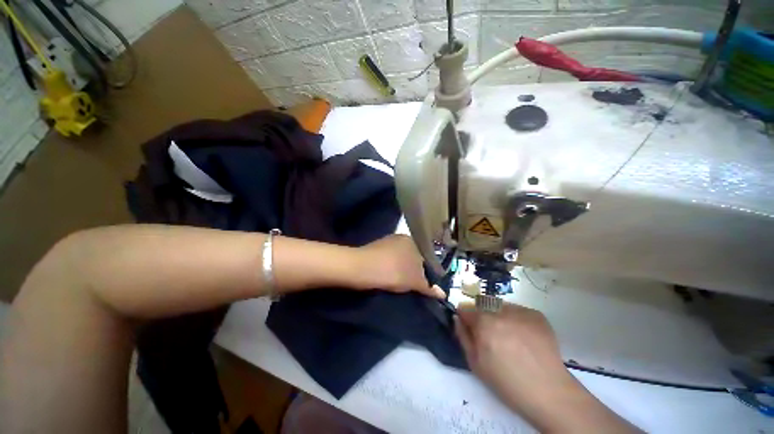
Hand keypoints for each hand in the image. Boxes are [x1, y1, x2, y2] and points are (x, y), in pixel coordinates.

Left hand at [356, 235, 445, 298]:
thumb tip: (443, 294)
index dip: (429, 271)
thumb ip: (429, 286)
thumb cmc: (392, 271)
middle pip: (414, 256)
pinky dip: (393, 267)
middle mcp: (401, 238)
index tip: (428, 283)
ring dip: (403, 269)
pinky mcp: (376, 248)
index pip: (426, 256)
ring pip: (401, 258)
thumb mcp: (414, 281)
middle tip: (416, 286)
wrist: (360, 267)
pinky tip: (390, 277)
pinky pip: (390, 259)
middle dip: (416, 270)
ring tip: (403, 284)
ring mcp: (387, 242)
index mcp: (413, 241)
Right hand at [455, 302, 567, 409]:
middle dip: (481, 315)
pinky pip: (517, 311)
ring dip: (498, 315)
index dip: (465, 318)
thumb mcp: (475, 363)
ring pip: (500, 306)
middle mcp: (501, 311)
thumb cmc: (507, 381)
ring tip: (508, 336)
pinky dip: (515, 319)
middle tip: (490, 334)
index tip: (469, 327)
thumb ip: (463, 336)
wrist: (549, 392)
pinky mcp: (536, 314)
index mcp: (484, 323)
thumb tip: (457, 318)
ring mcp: (521, 311)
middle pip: (482, 304)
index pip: (466, 308)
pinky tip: (523, 337)